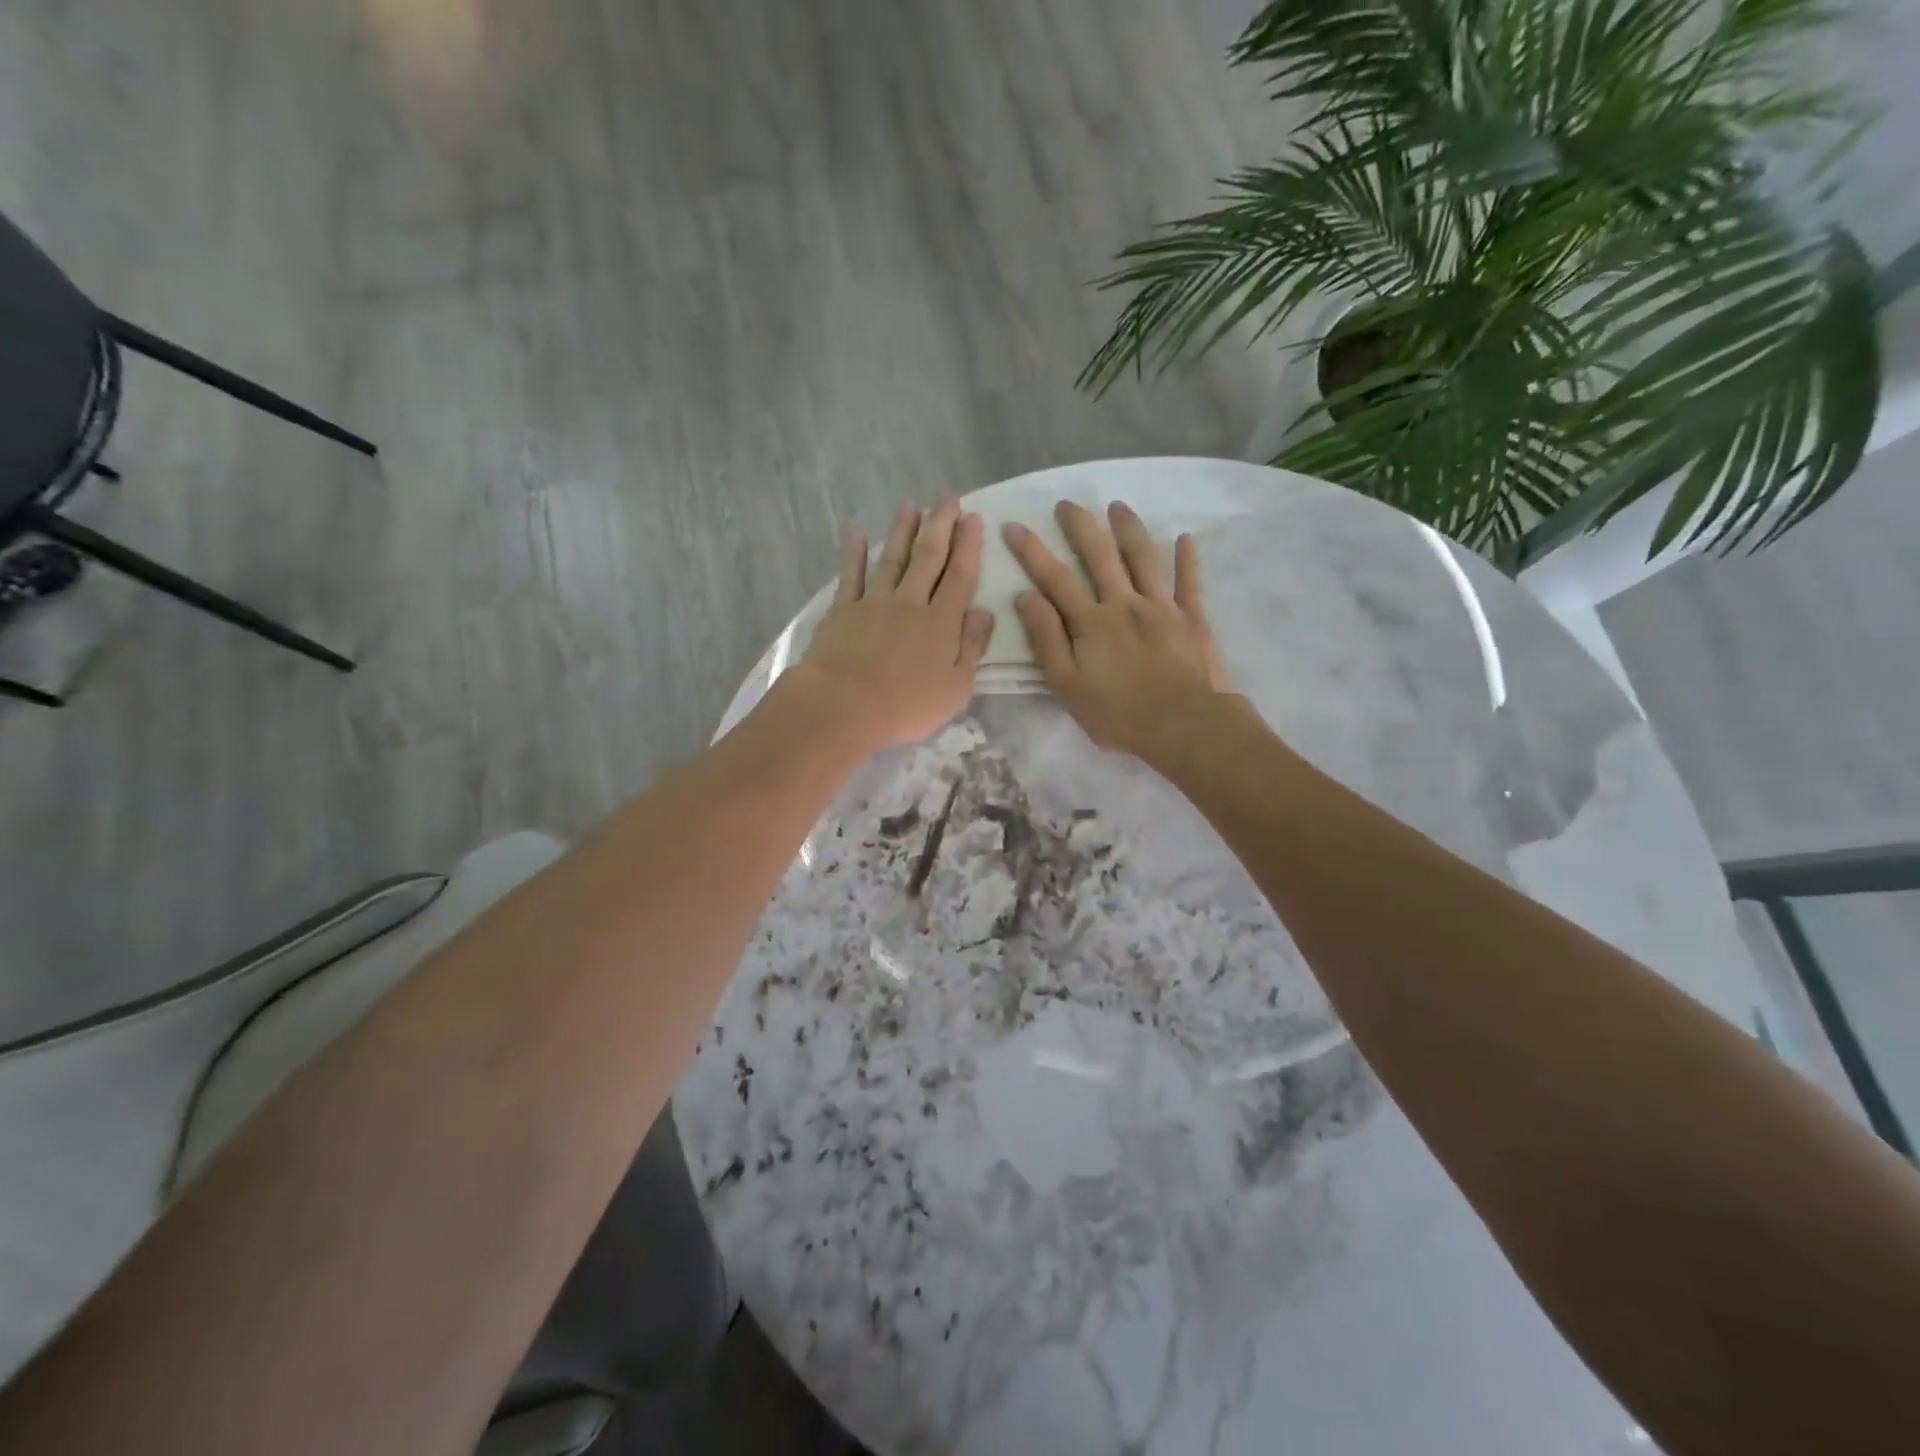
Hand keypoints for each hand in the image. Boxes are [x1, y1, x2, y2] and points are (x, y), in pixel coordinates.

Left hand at [795, 498, 993, 751]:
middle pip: (929, 558)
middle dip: (940, 525)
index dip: (968, 546)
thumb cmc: (907, 706)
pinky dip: (854, 553)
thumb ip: (972, 647)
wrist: (845, 705)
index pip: (960, 577)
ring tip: (910, 505)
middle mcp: (911, 603)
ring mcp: (875, 603)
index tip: (973, 518)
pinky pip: (851, 576)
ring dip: (902, 530)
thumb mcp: (956, 687)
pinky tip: (856, 532)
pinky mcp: (843, 611)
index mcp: (942, 623)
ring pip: (893, 559)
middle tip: (947, 497)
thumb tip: (985, 612)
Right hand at [1004, 500, 1234, 766]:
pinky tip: (1185, 538)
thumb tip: (1025, 597)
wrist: (1183, 726)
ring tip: (1118, 506)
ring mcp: (1162, 607)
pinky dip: (1187, 559)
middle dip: (1080, 527)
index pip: (1055, 579)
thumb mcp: (1066, 684)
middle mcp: (1125, 604)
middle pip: (1100, 556)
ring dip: (1129, 529)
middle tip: (1067, 503)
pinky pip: (1190, 582)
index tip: (1013, 525)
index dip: (1032, 551)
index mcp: (1091, 622)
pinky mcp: (1192, 619)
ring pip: (1144, 558)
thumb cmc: (1118, 713)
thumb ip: (1046, 639)